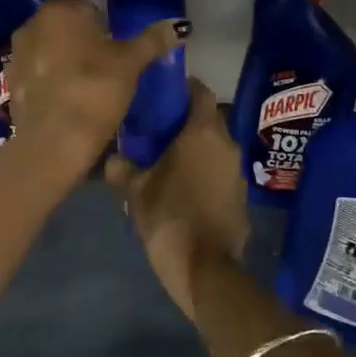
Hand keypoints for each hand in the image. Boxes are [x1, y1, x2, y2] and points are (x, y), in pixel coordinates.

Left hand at [6, 0, 184, 177]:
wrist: (54, 141)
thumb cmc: (95, 90)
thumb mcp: (131, 63)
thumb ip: (153, 40)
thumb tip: (180, 24)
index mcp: (60, 10)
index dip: (94, 15)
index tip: (109, 38)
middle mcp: (32, 24)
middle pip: (58, 21)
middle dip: (76, 35)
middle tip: (102, 60)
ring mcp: (16, 53)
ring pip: (44, 45)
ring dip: (59, 56)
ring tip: (83, 81)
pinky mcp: (9, 82)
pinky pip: (33, 71)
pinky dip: (47, 78)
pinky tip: (64, 99)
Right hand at [104, 82, 249, 321]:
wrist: (205, 268)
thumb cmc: (169, 216)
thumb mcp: (137, 190)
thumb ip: (124, 167)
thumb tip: (114, 158)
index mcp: (203, 132)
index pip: (201, 91)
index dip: (183, 88)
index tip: (163, 95)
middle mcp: (227, 144)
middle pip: (209, 119)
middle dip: (187, 121)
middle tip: (160, 129)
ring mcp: (237, 172)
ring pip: (216, 147)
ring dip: (198, 149)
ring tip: (170, 159)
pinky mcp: (241, 196)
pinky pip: (221, 172)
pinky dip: (206, 172)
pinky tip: (185, 187)